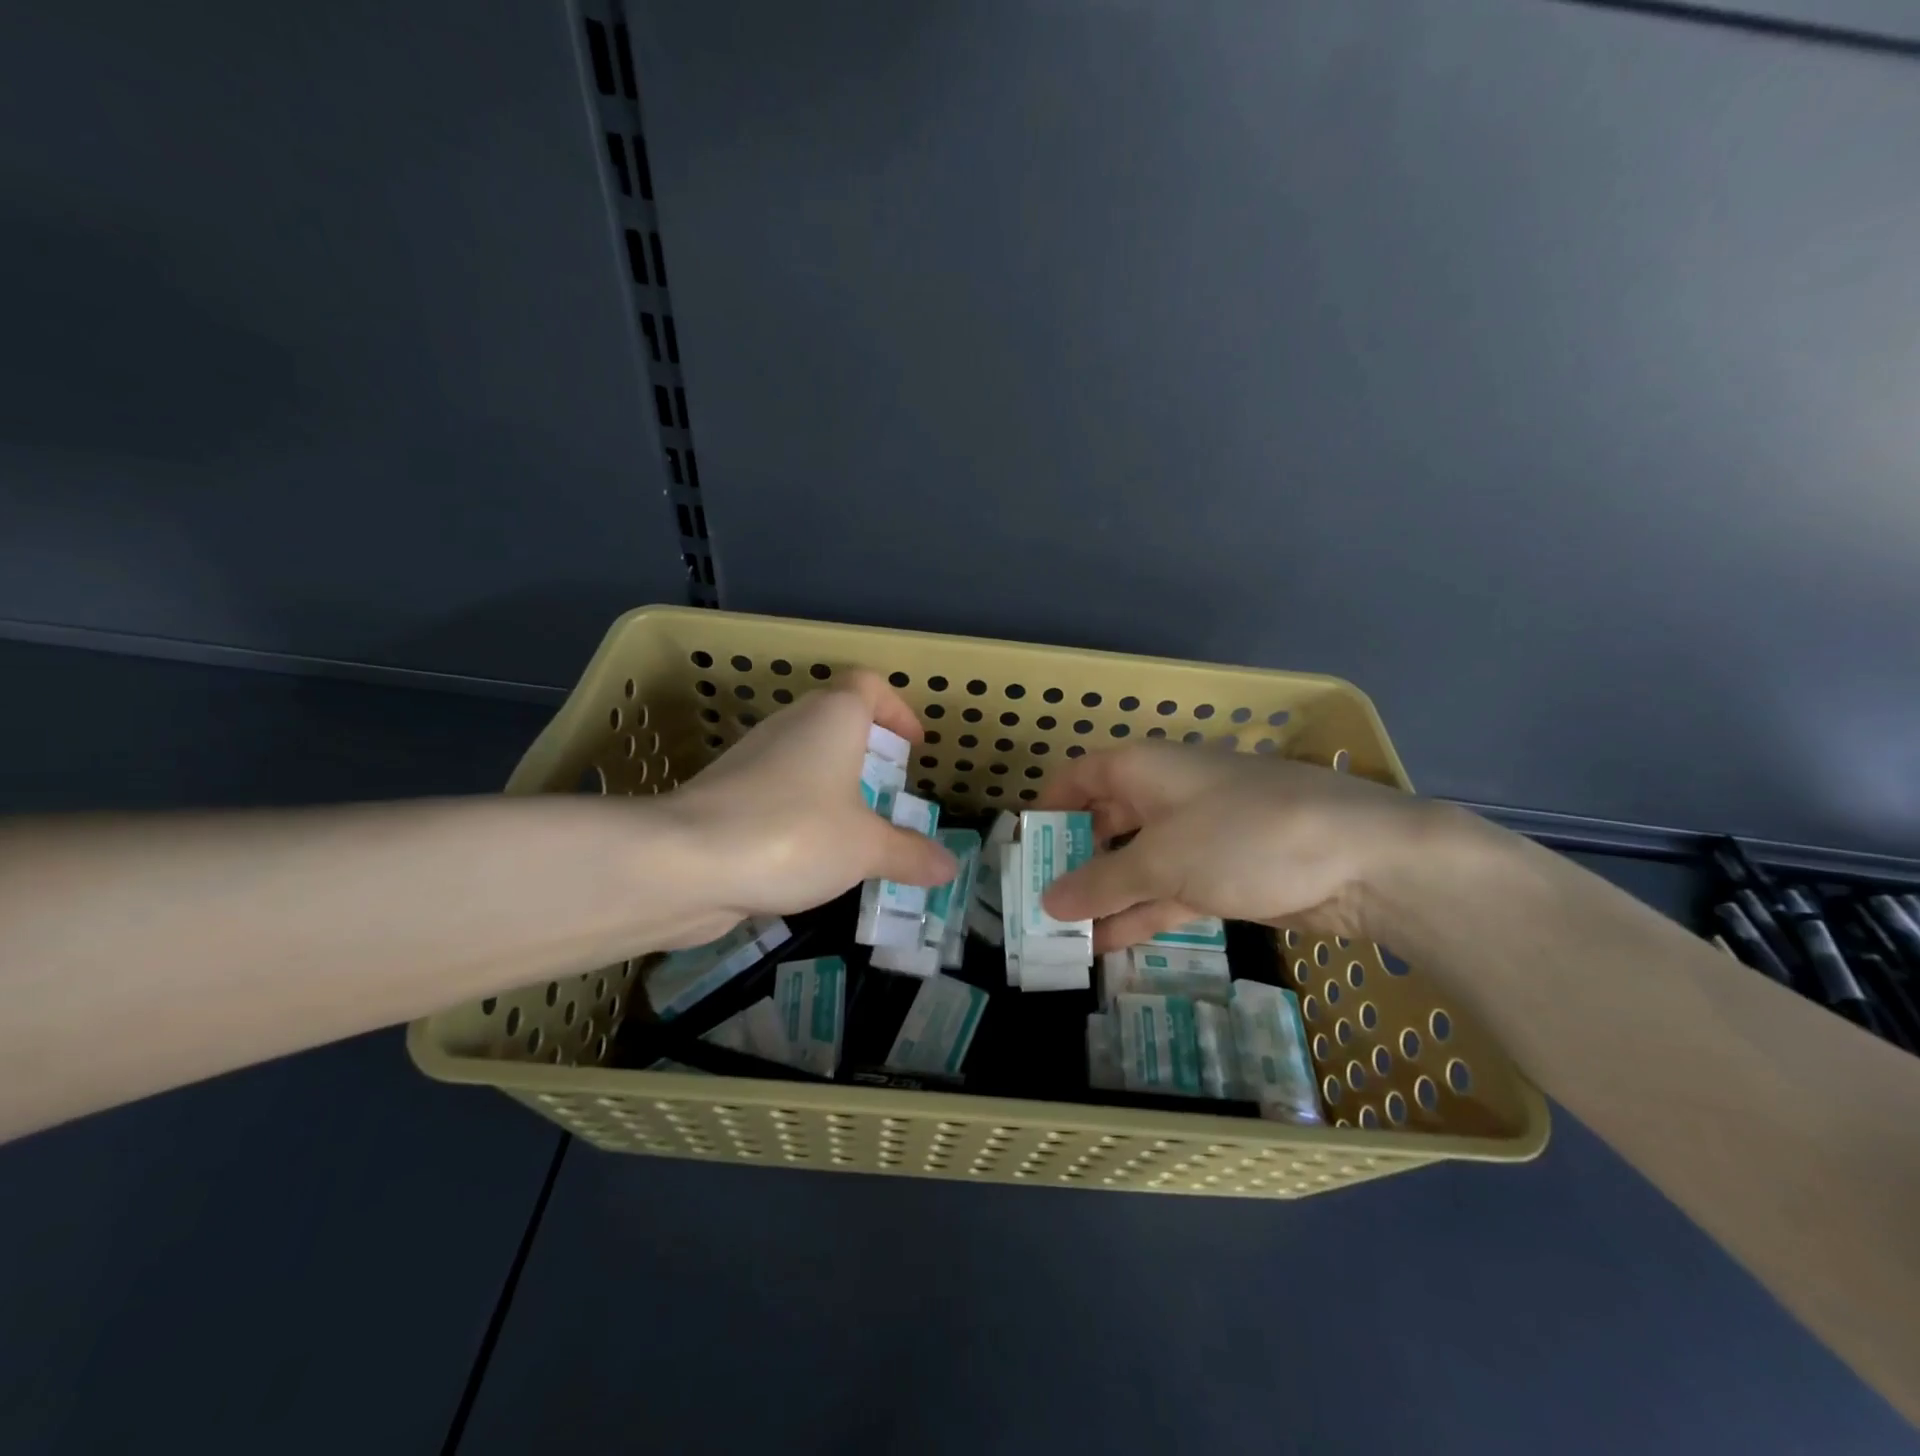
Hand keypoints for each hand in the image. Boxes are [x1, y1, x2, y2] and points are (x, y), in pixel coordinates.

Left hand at [661, 669, 957, 936]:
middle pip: (836, 721)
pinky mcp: (725, 795)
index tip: (912, 748)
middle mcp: (790, 726)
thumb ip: (909, 854)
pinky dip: (800, 815)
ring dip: (832, 788)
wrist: (682, 862)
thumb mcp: (865, 848)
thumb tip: (949, 866)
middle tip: (889, 795)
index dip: (897, 709)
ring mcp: (752, 759)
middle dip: (867, 755)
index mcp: (832, 718)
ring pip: (804, 760)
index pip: (869, 685)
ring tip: (856, 833)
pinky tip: (809, 859)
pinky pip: (776, 794)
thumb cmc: (793, 834)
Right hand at [1036, 742, 1446, 950]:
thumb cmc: (1244, 835)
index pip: (1081, 776)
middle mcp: (1165, 796)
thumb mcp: (1161, 859)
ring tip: (1062, 935)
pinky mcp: (1222, 874)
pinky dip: (1139, 915)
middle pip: (1104, 822)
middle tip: (1037, 901)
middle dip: (1073, 860)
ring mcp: (1196, 836)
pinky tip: (1106, 947)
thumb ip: (1101, 883)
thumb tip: (1048, 900)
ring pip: (1135, 864)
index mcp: (1145, 769)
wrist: (1362, 859)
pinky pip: (1166, 892)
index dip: (1049, 805)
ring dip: (1103, 897)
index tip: (1025, 846)